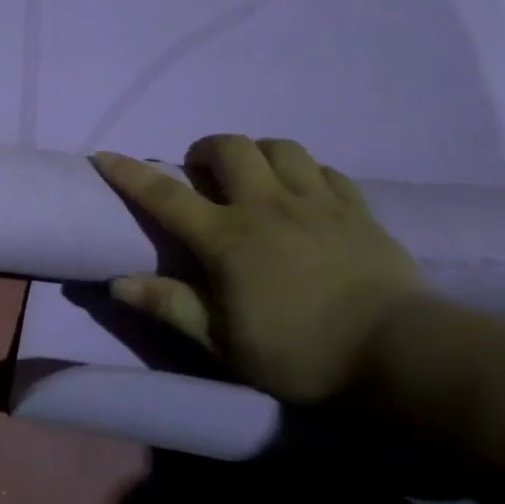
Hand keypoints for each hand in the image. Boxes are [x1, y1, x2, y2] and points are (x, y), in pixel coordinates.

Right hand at [91, 136, 424, 404]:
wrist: (400, 356)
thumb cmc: (299, 354)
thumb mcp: (223, 342)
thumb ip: (170, 305)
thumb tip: (117, 282)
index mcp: (227, 238)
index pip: (166, 196)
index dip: (130, 173)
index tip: (104, 155)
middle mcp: (267, 206)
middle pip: (230, 149)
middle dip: (206, 150)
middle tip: (201, 174)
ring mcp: (317, 202)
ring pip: (281, 147)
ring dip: (257, 153)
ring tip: (253, 177)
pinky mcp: (358, 209)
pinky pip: (326, 170)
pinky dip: (305, 172)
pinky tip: (303, 193)